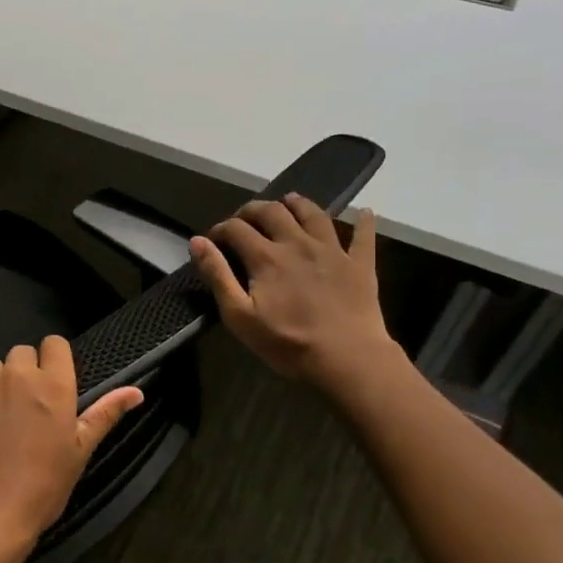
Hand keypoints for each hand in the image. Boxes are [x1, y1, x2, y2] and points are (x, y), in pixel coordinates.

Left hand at [0, 337, 143, 562]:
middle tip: (24, 408)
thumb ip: (105, 414)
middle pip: (22, 353)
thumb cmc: (42, 485)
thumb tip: (137, 391)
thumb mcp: (80, 451)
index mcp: (53, 385)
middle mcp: (17, 373)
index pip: (55, 344)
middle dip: (24, 373)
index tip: (50, 383)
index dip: (53, 360)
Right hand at [190, 195, 398, 395]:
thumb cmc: (287, 342)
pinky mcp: (360, 264)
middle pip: (272, 211)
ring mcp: (332, 250)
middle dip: (253, 210)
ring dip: (298, 204)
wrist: (347, 360)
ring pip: (314, 213)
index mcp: (266, 256)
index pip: (236, 228)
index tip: (212, 240)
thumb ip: (217, 275)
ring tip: (288, 202)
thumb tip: (198, 242)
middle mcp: (298, 243)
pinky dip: (364, 221)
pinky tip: (364, 212)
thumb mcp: (239, 315)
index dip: (220, 229)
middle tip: (243, 219)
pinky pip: (364, 235)